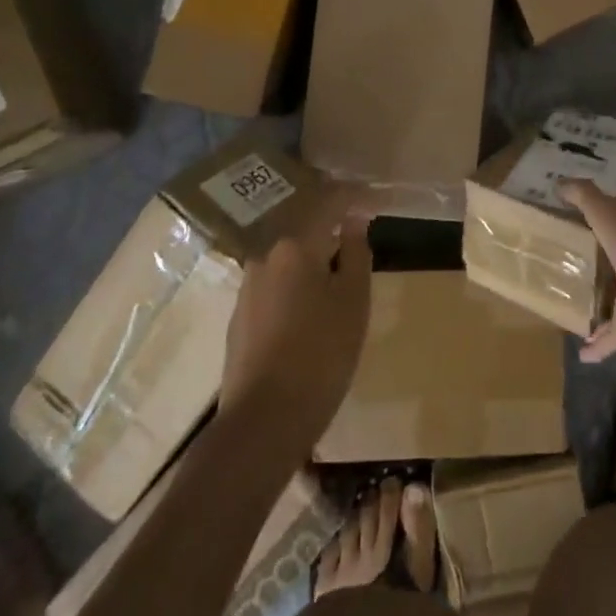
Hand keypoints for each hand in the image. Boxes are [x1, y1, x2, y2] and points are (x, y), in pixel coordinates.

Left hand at [220, 187, 373, 450]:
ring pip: (286, 251)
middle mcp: (265, 254)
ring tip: (337, 257)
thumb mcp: (353, 299)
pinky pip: (275, 277)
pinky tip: (310, 293)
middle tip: (356, 220)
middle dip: (329, 217)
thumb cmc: (321, 353)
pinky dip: (296, 273)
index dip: (354, 195)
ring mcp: (248, 284)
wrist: (264, 420)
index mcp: (295, 243)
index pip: (328, 201)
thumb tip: (355, 218)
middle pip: (302, 221)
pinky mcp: (241, 314)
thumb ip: (356, 251)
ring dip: (311, 247)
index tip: (374, 197)